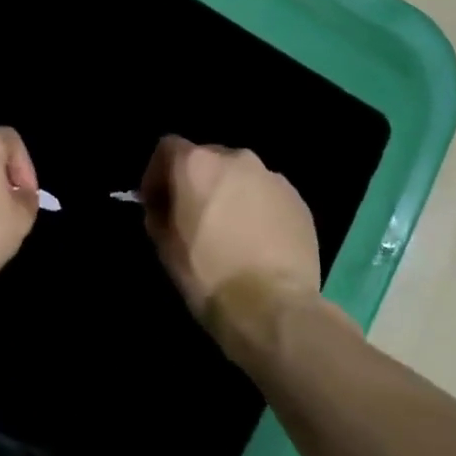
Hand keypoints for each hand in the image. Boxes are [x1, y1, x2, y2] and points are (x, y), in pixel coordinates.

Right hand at [139, 137, 320, 330]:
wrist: (274, 308)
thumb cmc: (208, 275)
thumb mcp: (165, 247)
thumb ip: (159, 215)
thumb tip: (164, 208)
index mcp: (197, 164)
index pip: (167, 148)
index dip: (157, 173)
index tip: (157, 203)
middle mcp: (236, 158)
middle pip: (208, 159)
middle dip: (197, 182)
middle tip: (194, 217)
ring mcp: (272, 177)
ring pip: (241, 177)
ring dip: (230, 194)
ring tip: (231, 231)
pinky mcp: (298, 200)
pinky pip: (268, 195)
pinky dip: (258, 209)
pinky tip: (258, 241)